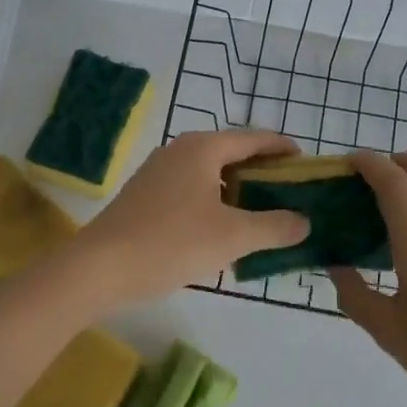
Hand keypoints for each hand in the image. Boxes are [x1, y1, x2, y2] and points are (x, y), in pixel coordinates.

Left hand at [77, 130, 311, 306]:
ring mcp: (158, 173)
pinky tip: (222, 232)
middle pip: (232, 154)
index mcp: (203, 148)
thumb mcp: (233, 236)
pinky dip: (214, 204)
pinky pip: (191, 192)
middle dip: (263, 173)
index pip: (255, 138)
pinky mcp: (145, 196)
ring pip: (210, 175)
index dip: (284, 149)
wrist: (100, 267)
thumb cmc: (172, 242)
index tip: (307, 165)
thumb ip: (275, 226)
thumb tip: (305, 222)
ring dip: (238, 192)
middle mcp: (180, 150)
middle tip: (290, 196)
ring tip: (262, 217)